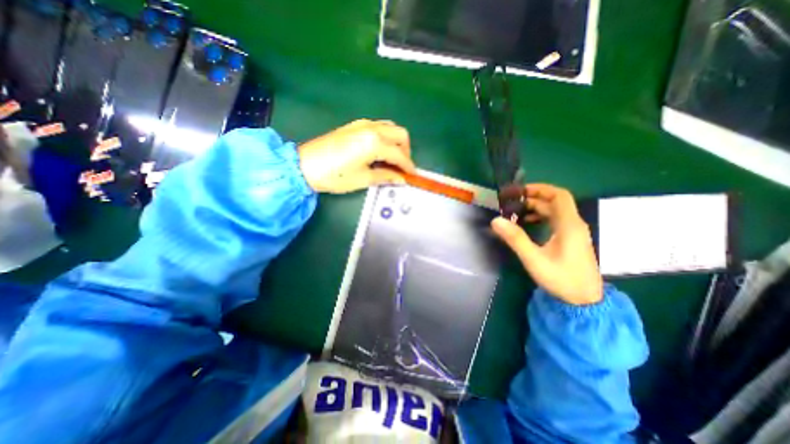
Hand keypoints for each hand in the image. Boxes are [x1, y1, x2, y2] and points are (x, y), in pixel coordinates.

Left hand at [298, 118, 419, 192]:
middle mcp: (372, 128)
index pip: (399, 154)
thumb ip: (386, 177)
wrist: (304, 165)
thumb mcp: (363, 179)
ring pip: (390, 127)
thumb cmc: (335, 176)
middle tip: (403, 167)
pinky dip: (386, 137)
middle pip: (400, 134)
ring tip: (393, 159)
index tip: (412, 175)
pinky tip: (380, 150)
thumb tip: (401, 179)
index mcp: (375, 143)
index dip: (408, 166)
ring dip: (396, 142)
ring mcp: (362, 124)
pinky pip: (379, 126)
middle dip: (406, 150)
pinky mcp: (354, 125)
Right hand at [492, 183, 602, 304]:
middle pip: (555, 202)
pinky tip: (528, 223)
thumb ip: (515, 238)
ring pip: (555, 211)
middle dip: (533, 199)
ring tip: (516, 212)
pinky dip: (541, 217)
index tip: (521, 192)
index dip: (540, 189)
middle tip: (512, 203)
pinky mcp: (571, 239)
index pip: (559, 196)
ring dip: (536, 208)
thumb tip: (496, 220)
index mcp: (568, 225)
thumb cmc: (561, 278)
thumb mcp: (534, 259)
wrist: (584, 300)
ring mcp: (573, 232)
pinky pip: (555, 220)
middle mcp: (573, 224)